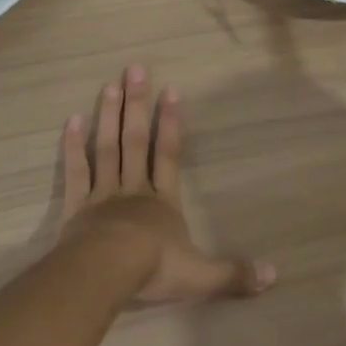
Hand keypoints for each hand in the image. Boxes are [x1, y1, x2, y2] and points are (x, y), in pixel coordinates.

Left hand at [58, 66, 275, 305]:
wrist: (106, 274)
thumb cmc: (154, 269)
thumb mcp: (200, 276)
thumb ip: (233, 274)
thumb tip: (273, 276)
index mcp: (163, 202)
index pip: (170, 154)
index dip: (172, 122)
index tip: (171, 89)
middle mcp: (134, 189)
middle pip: (136, 140)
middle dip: (137, 105)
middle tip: (135, 69)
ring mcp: (103, 195)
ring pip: (107, 148)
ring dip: (109, 117)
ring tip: (110, 85)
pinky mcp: (77, 208)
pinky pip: (77, 172)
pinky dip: (73, 147)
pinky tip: (71, 121)